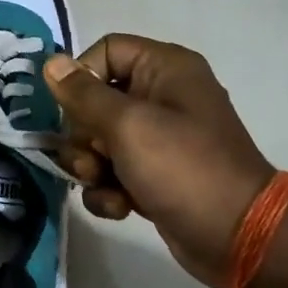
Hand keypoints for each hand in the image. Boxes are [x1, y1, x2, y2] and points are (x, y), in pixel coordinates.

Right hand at [44, 35, 274, 287]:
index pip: (105, 52)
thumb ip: (83, 94)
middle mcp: (162, 96)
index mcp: (164, 69)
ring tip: (105, 185)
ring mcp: (158, 139)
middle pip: (94, 101)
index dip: (81, 79)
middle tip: (92, 159)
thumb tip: (51, 62)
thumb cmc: (183, 168)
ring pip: (98, 141)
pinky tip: (121, 207)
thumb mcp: (127, 126)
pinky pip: (112, 172)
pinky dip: (109, 190)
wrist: (236, 235)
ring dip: (91, 167)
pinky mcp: (153, 175)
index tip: (71, 111)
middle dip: (83, 135)